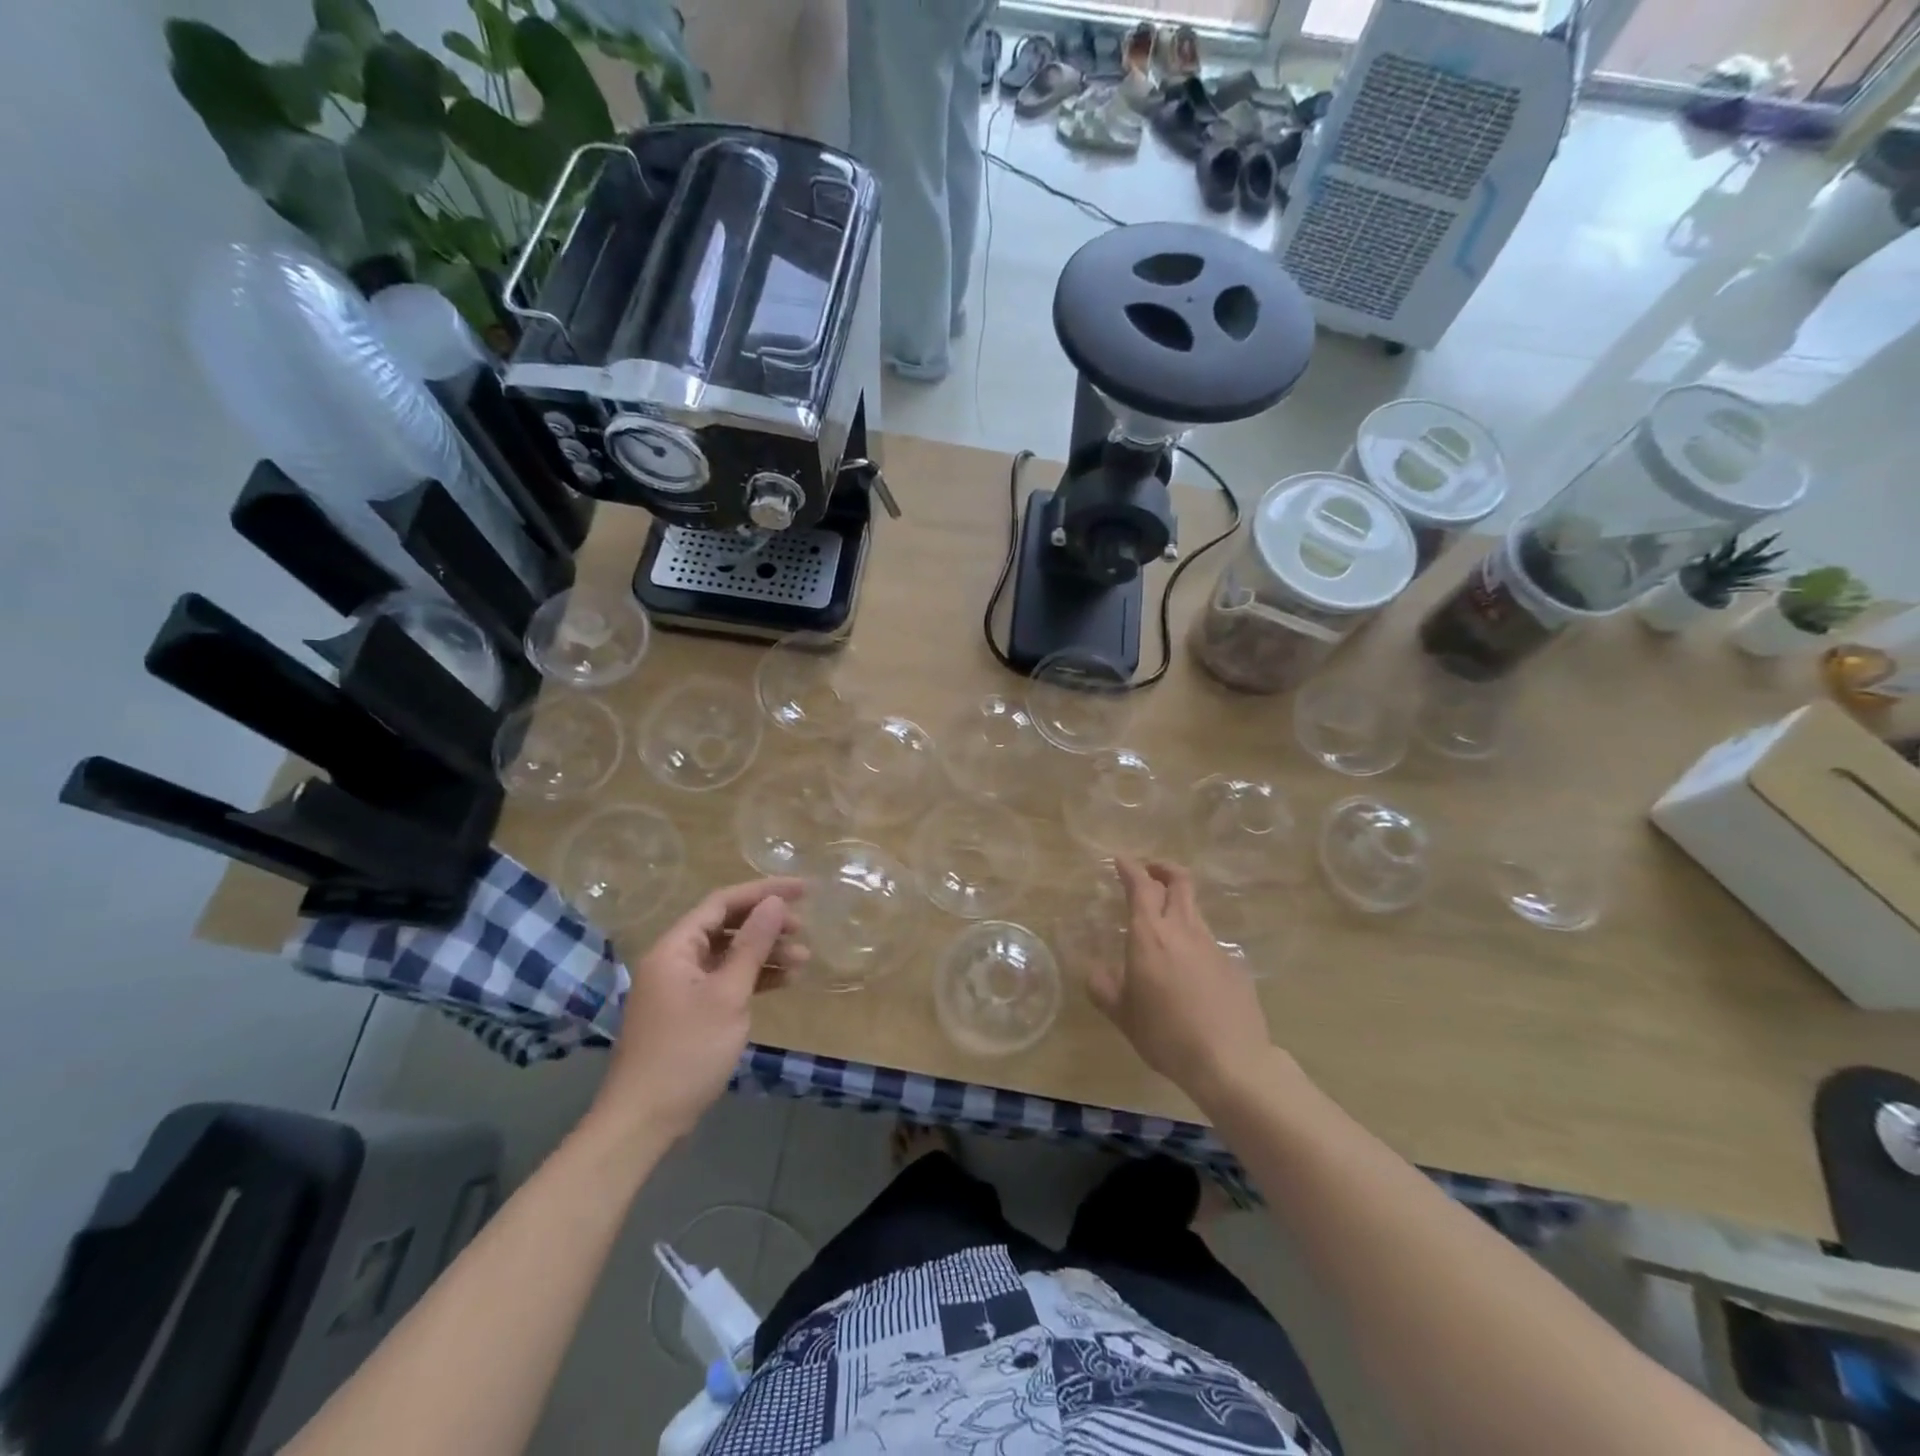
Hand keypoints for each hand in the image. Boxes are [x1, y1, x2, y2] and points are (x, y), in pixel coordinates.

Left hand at [589, 877, 806, 1147]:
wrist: (644, 1121)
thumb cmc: (686, 1052)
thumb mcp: (727, 995)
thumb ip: (752, 945)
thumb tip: (774, 903)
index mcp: (675, 948)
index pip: (723, 902)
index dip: (764, 891)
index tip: (803, 890)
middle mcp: (675, 960)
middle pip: (726, 926)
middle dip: (767, 924)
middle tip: (804, 929)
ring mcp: (681, 987)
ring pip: (729, 954)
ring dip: (765, 953)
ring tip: (803, 959)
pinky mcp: (690, 1012)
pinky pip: (726, 980)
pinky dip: (754, 978)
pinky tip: (784, 982)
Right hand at [1089, 859, 1275, 1108]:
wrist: (1230, 1061)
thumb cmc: (1166, 1034)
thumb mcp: (1122, 1015)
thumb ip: (1103, 988)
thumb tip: (1094, 972)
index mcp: (1150, 935)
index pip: (1141, 886)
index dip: (1130, 868)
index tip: (1121, 859)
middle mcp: (1183, 930)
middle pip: (1179, 881)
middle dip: (1163, 869)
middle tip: (1150, 872)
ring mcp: (1213, 946)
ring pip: (1195, 910)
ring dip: (1179, 904)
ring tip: (1165, 924)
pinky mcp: (1233, 965)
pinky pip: (1209, 943)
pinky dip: (1194, 942)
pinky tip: (1189, 971)